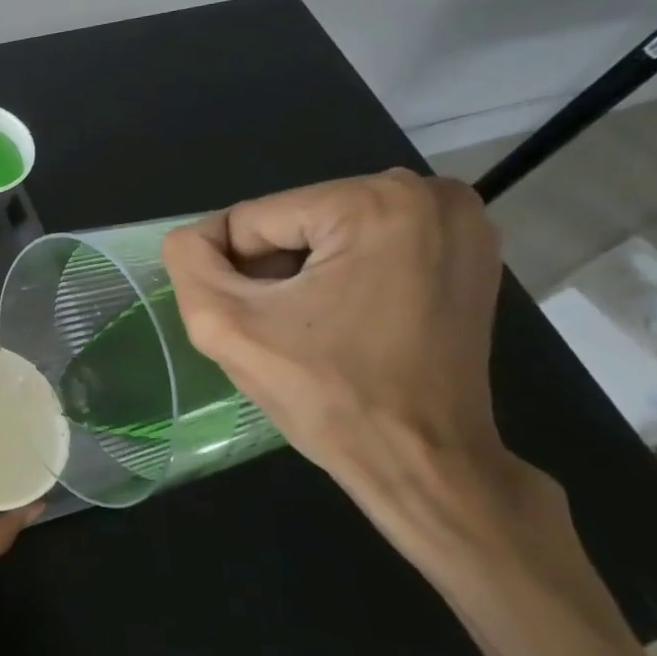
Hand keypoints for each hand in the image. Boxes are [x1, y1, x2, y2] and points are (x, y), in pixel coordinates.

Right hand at [160, 171, 581, 588]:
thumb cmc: (328, 397)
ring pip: (325, 231)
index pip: (252, 218)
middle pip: (292, 220)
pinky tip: (344, 320)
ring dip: (301, 275)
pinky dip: (341, 275)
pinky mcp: (467, 249)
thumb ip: (189, 262)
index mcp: (372, 202)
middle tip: (281, 330)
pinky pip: (367, 243)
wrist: (423, 462)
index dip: (232, 273)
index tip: (253, 324)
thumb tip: (192, 237)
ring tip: (311, 329)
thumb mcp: (226, 326)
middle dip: (270, 271)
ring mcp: (456, 220)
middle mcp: (425, 193)